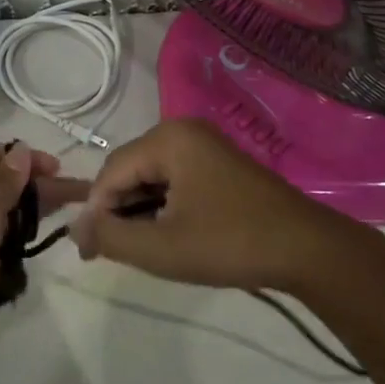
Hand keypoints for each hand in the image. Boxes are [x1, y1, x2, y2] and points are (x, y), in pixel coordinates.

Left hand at [0, 142, 89, 360]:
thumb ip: (6, 183)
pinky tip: (41, 235)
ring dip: (33, 208)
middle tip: (80, 194)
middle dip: (40, 185)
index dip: (30, 158)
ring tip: (71, 211)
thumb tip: (22, 150)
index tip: (59, 170)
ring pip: (4, 208)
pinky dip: (18, 231)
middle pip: (5, 180)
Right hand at [71, 119, 346, 291]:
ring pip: (151, 174)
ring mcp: (204, 144)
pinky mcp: (218, 162)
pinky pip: (173, 177)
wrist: (307, 249)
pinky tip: (164, 233)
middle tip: (108, 252)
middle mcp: (183, 130)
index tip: (86, 252)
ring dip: (138, 208)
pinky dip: (161, 204)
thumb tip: (77, 229)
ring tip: (136, 246)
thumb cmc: (230, 244)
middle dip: (115, 209)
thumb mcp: (162, 248)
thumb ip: (112, 236)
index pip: (111, 172)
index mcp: (168, 139)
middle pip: (129, 168)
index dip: (94, 212)